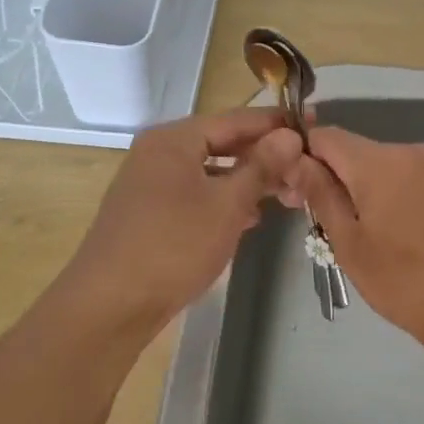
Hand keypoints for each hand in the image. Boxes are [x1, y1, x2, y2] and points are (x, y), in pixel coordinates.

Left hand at [62, 107, 304, 334]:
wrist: (110, 304)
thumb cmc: (173, 246)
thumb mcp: (227, 204)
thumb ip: (260, 166)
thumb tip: (289, 135)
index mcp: (174, 139)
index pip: (236, 119)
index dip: (276, 123)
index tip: (313, 125)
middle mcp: (158, 152)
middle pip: (221, 143)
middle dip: (264, 156)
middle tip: (304, 169)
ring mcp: (150, 183)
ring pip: (209, 171)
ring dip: (247, 181)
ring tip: (286, 195)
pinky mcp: (149, 212)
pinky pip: (195, 194)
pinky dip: (223, 200)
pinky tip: (248, 218)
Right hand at [291, 126, 423, 364]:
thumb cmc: (404, 280)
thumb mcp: (349, 243)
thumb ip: (321, 194)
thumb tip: (296, 161)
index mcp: (378, 161)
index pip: (325, 137)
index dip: (305, 159)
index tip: (301, 196)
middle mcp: (411, 151)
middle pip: (359, 152)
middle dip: (340, 179)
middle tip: (334, 227)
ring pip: (389, 167)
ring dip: (372, 190)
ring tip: (375, 237)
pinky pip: (417, 180)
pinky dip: (402, 197)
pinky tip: (408, 236)